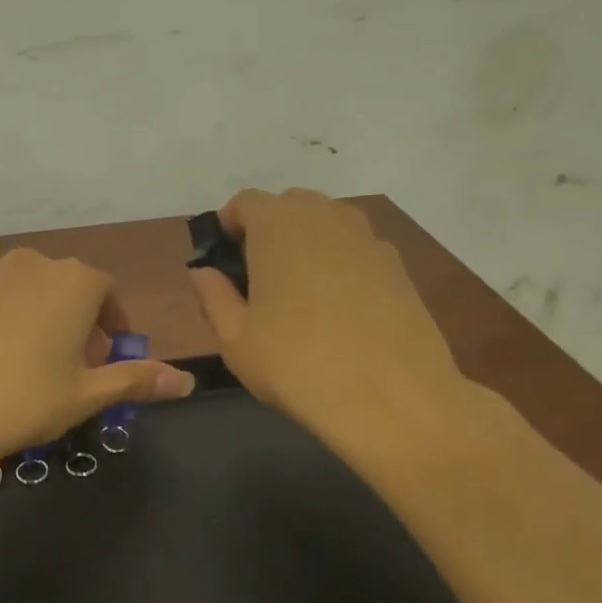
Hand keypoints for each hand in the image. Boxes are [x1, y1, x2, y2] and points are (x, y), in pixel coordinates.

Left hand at [0, 246, 195, 469]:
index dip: (114, 327)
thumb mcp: (88, 394)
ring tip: (42, 367)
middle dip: (84, 325)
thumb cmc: (25, 398)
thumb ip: (137, 380)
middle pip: (74, 290)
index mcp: (76, 281)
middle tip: (78, 370)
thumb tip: (187, 381)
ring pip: (39, 292)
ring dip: (51, 320)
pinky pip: (7, 299)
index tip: (109, 360)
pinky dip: (17, 320)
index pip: (109, 293)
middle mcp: (38, 265)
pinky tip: (4, 361)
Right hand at [186, 189, 469, 455]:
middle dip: (268, 232)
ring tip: (299, 296)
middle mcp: (325, 216)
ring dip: (306, 246)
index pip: (245, 202)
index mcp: (278, 224)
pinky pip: (356, 251)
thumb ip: (212, 295)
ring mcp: (368, 238)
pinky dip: (341, 266)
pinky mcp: (399, 266)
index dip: (229, 226)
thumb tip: (202, 272)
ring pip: (326, 226)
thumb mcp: (235, 338)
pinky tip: (340, 313)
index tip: (223, 261)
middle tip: (258, 280)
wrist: (395, 400)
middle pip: (288, 207)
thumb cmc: (297, 364)